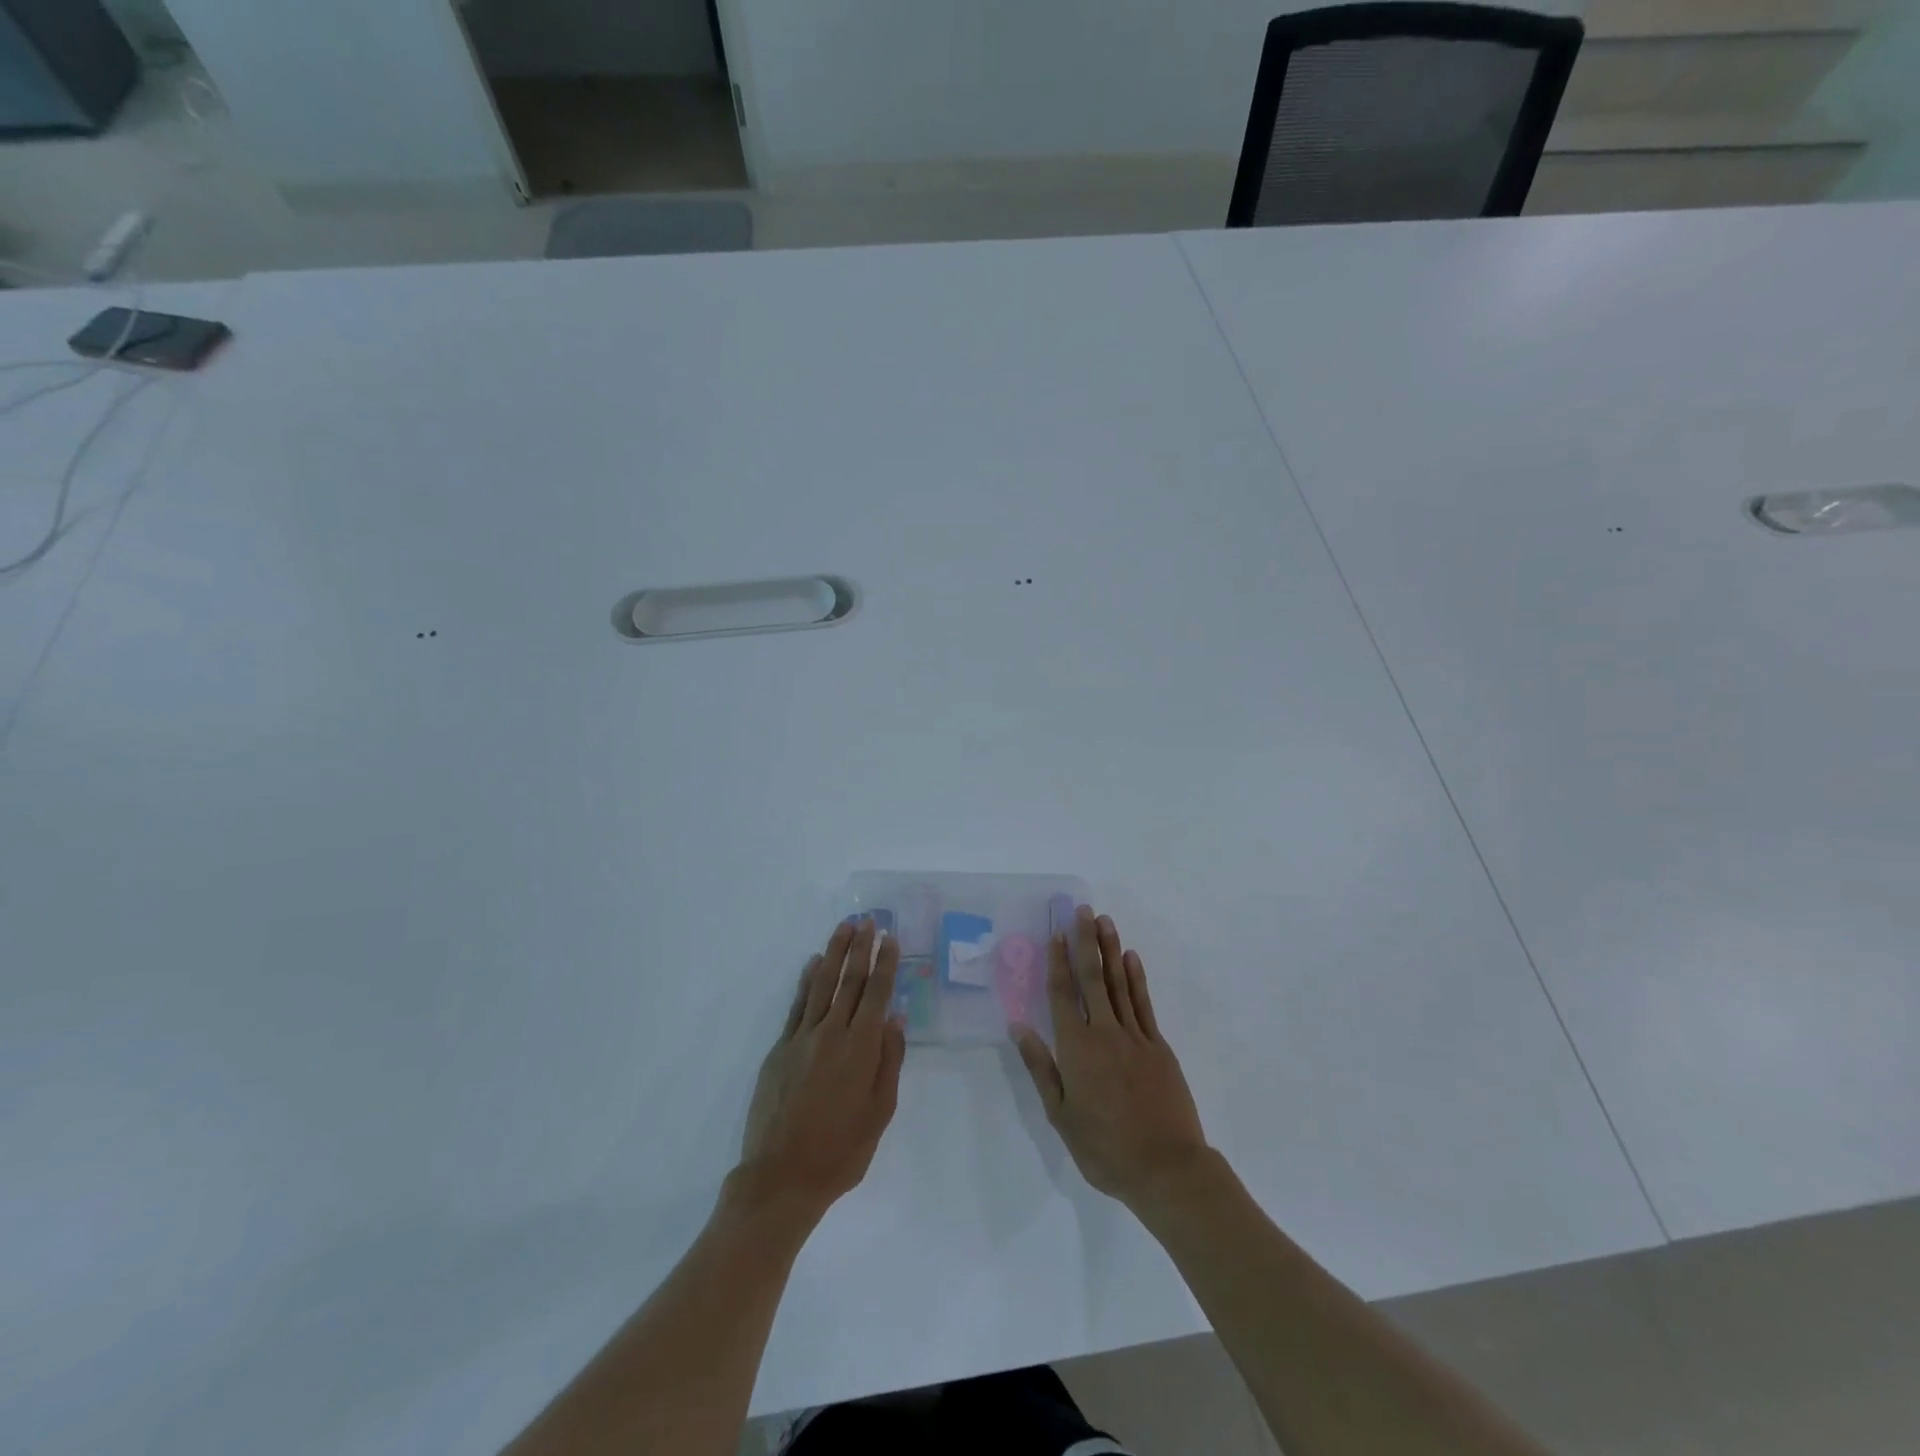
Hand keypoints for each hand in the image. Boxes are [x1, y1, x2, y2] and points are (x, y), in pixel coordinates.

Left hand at [737, 919, 905, 1221]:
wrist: (781, 1177)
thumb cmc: (841, 1151)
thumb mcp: (880, 1113)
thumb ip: (889, 1061)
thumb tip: (894, 1019)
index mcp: (860, 1049)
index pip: (876, 994)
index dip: (884, 964)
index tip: (890, 939)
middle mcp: (831, 1034)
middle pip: (848, 980)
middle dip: (860, 947)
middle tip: (868, 919)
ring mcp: (802, 1038)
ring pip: (821, 985)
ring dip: (833, 953)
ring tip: (843, 927)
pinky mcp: (780, 1049)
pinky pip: (797, 1005)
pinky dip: (806, 982)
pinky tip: (813, 964)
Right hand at [1012, 906, 1208, 1208]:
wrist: (1167, 1168)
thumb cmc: (1105, 1148)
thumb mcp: (1061, 1116)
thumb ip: (1041, 1068)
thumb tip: (1020, 1027)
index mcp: (1077, 1049)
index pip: (1063, 995)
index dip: (1058, 962)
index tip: (1056, 933)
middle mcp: (1105, 1033)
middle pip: (1092, 979)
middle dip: (1085, 942)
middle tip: (1082, 910)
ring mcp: (1135, 1037)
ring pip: (1119, 984)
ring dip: (1110, 950)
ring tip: (1104, 921)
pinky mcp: (1159, 1047)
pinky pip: (1144, 1004)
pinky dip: (1136, 978)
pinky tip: (1130, 958)